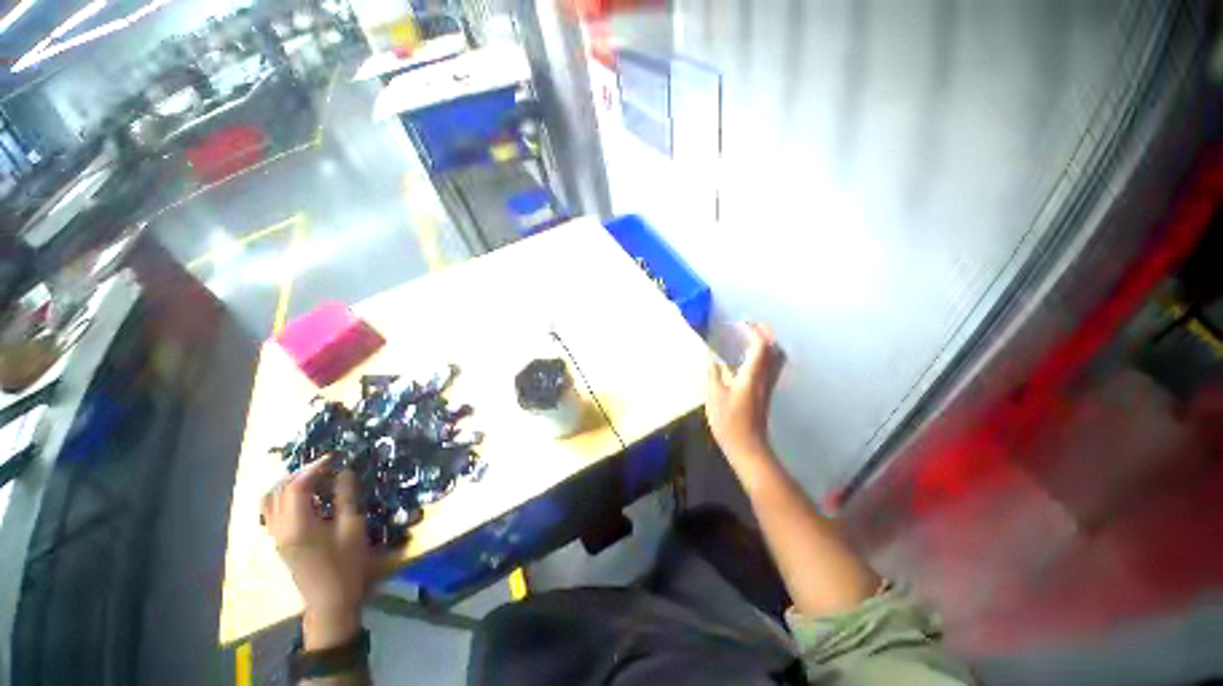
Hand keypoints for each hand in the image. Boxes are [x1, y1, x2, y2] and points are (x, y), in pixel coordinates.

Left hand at [262, 455, 378, 648]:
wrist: (330, 601)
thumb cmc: (347, 565)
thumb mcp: (353, 529)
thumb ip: (347, 497)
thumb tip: (344, 472)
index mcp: (298, 525)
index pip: (298, 486)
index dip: (315, 467)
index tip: (334, 457)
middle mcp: (280, 528)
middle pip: (281, 490)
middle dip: (303, 472)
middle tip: (328, 466)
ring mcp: (276, 536)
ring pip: (272, 500)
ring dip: (291, 484)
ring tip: (316, 479)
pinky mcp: (279, 542)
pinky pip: (274, 511)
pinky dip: (286, 497)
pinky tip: (308, 498)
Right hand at [706, 323, 782, 482]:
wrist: (748, 447)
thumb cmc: (729, 423)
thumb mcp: (715, 398)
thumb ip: (714, 375)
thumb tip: (713, 360)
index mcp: (751, 376)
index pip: (760, 347)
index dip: (752, 331)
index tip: (739, 324)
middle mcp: (764, 378)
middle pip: (775, 349)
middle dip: (765, 333)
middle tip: (748, 326)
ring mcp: (768, 385)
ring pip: (776, 358)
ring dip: (767, 343)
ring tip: (749, 338)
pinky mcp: (767, 392)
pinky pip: (772, 366)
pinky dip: (765, 355)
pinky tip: (750, 357)